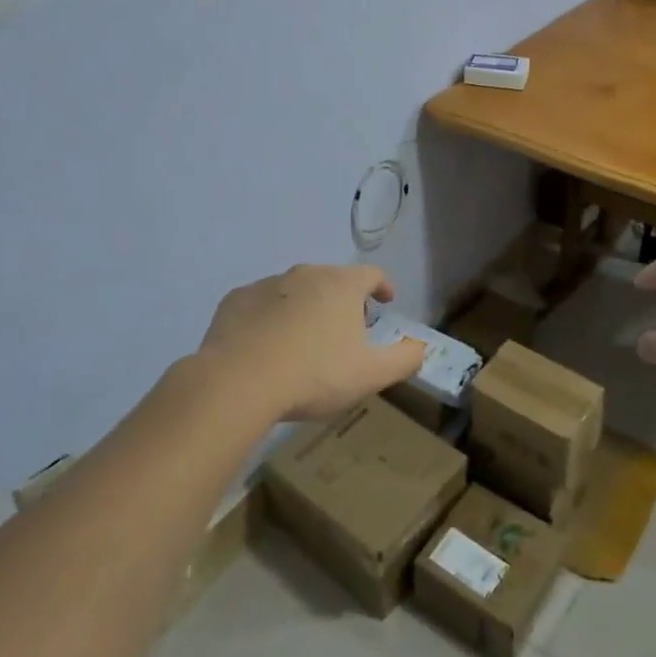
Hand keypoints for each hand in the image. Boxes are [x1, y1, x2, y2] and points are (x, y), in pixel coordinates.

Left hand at [196, 264, 424, 422]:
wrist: (238, 382)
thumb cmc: (314, 375)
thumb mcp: (371, 375)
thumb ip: (404, 359)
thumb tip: (420, 348)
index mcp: (342, 285)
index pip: (371, 274)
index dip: (382, 286)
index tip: (385, 301)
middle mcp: (305, 274)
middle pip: (332, 281)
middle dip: (342, 301)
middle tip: (344, 332)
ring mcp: (267, 284)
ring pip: (294, 291)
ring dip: (304, 309)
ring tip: (302, 343)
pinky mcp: (235, 300)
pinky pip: (260, 305)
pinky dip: (269, 319)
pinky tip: (265, 347)